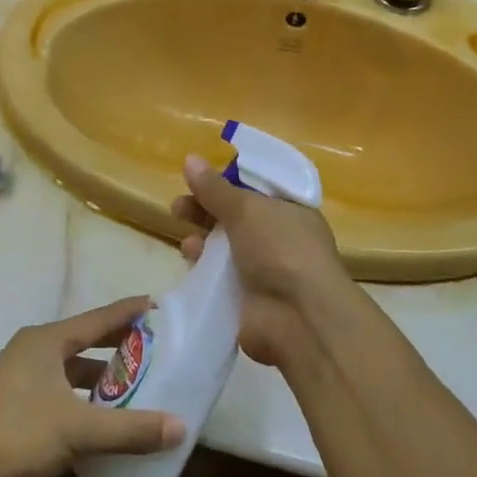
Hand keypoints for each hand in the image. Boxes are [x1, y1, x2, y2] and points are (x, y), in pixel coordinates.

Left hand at [0, 297, 184, 476]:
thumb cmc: (14, 437)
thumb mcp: (77, 431)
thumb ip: (130, 429)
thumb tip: (181, 427)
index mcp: (46, 342)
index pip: (97, 319)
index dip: (128, 312)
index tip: (156, 304)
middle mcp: (32, 352)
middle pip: (85, 342)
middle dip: (118, 345)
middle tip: (155, 346)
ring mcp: (18, 380)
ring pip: (71, 371)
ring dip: (100, 379)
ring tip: (135, 386)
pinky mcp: (12, 408)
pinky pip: (59, 394)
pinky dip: (83, 401)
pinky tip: (101, 421)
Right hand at [170, 153, 348, 366]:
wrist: (298, 316)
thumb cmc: (280, 249)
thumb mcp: (246, 209)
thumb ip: (215, 188)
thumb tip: (190, 159)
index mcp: (290, 211)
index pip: (256, 190)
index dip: (228, 182)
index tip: (200, 178)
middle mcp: (279, 238)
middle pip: (235, 217)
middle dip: (206, 210)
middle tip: (179, 207)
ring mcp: (263, 270)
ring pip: (224, 247)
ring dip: (202, 239)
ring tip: (186, 239)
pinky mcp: (246, 297)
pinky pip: (218, 275)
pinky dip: (203, 265)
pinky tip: (190, 259)